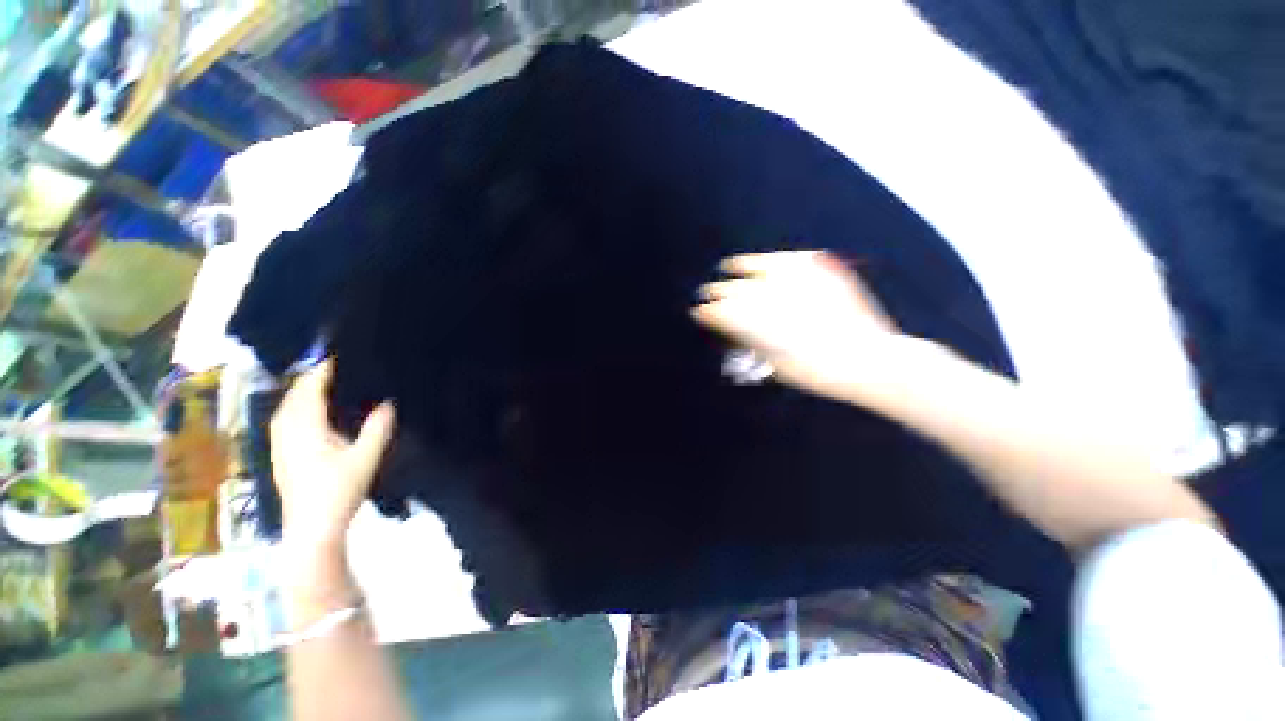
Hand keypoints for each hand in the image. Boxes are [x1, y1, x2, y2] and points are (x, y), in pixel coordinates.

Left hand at [270, 359, 394, 550]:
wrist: (310, 529)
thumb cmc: (338, 492)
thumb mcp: (365, 459)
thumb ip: (377, 428)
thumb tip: (389, 403)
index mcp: (305, 429)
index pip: (310, 390)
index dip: (323, 371)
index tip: (340, 357)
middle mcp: (286, 433)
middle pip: (294, 396)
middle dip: (311, 379)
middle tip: (336, 367)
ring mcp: (279, 445)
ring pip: (285, 409)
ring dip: (302, 393)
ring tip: (323, 384)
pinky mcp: (280, 456)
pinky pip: (284, 421)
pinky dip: (296, 408)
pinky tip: (308, 413)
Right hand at [693, 251, 907, 400]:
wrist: (866, 359)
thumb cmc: (814, 371)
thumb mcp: (772, 363)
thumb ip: (749, 342)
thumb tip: (732, 329)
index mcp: (754, 320)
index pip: (718, 312)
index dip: (706, 312)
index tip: (698, 313)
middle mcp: (768, 293)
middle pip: (732, 288)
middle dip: (716, 291)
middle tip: (707, 293)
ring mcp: (795, 277)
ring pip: (756, 265)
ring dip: (738, 268)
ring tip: (728, 266)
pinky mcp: (820, 270)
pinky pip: (791, 259)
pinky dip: (775, 261)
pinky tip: (770, 261)